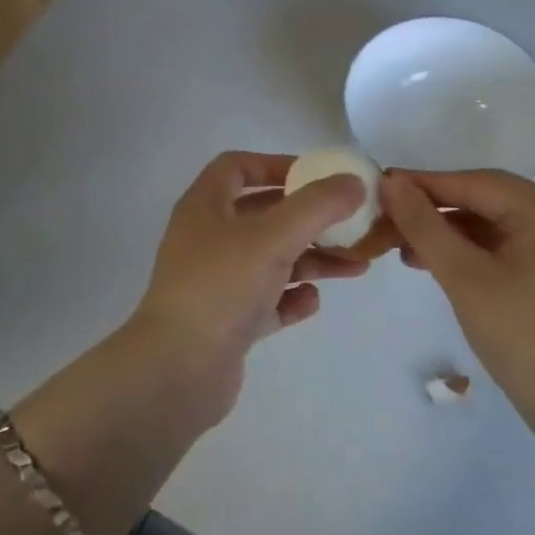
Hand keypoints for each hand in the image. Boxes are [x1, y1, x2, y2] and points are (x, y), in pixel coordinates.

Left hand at [124, 151, 373, 428]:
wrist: (178, 370)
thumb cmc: (221, 287)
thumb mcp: (273, 237)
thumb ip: (317, 206)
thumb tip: (354, 182)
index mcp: (205, 208)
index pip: (236, 167)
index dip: (276, 164)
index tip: (317, 176)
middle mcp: (207, 240)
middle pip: (263, 216)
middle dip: (309, 219)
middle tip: (350, 224)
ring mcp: (215, 283)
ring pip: (270, 260)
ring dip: (311, 260)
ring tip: (356, 267)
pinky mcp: (226, 323)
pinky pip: (266, 302)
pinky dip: (290, 299)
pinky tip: (311, 303)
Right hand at [380, 169, 534, 448]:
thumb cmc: (525, 339)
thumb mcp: (464, 278)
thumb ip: (424, 226)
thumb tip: (390, 183)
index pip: (473, 182)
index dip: (422, 184)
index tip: (377, 188)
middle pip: (484, 200)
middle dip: (432, 212)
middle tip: (385, 225)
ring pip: (493, 224)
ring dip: (448, 234)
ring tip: (403, 251)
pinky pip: (507, 246)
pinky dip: (472, 252)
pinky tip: (438, 266)